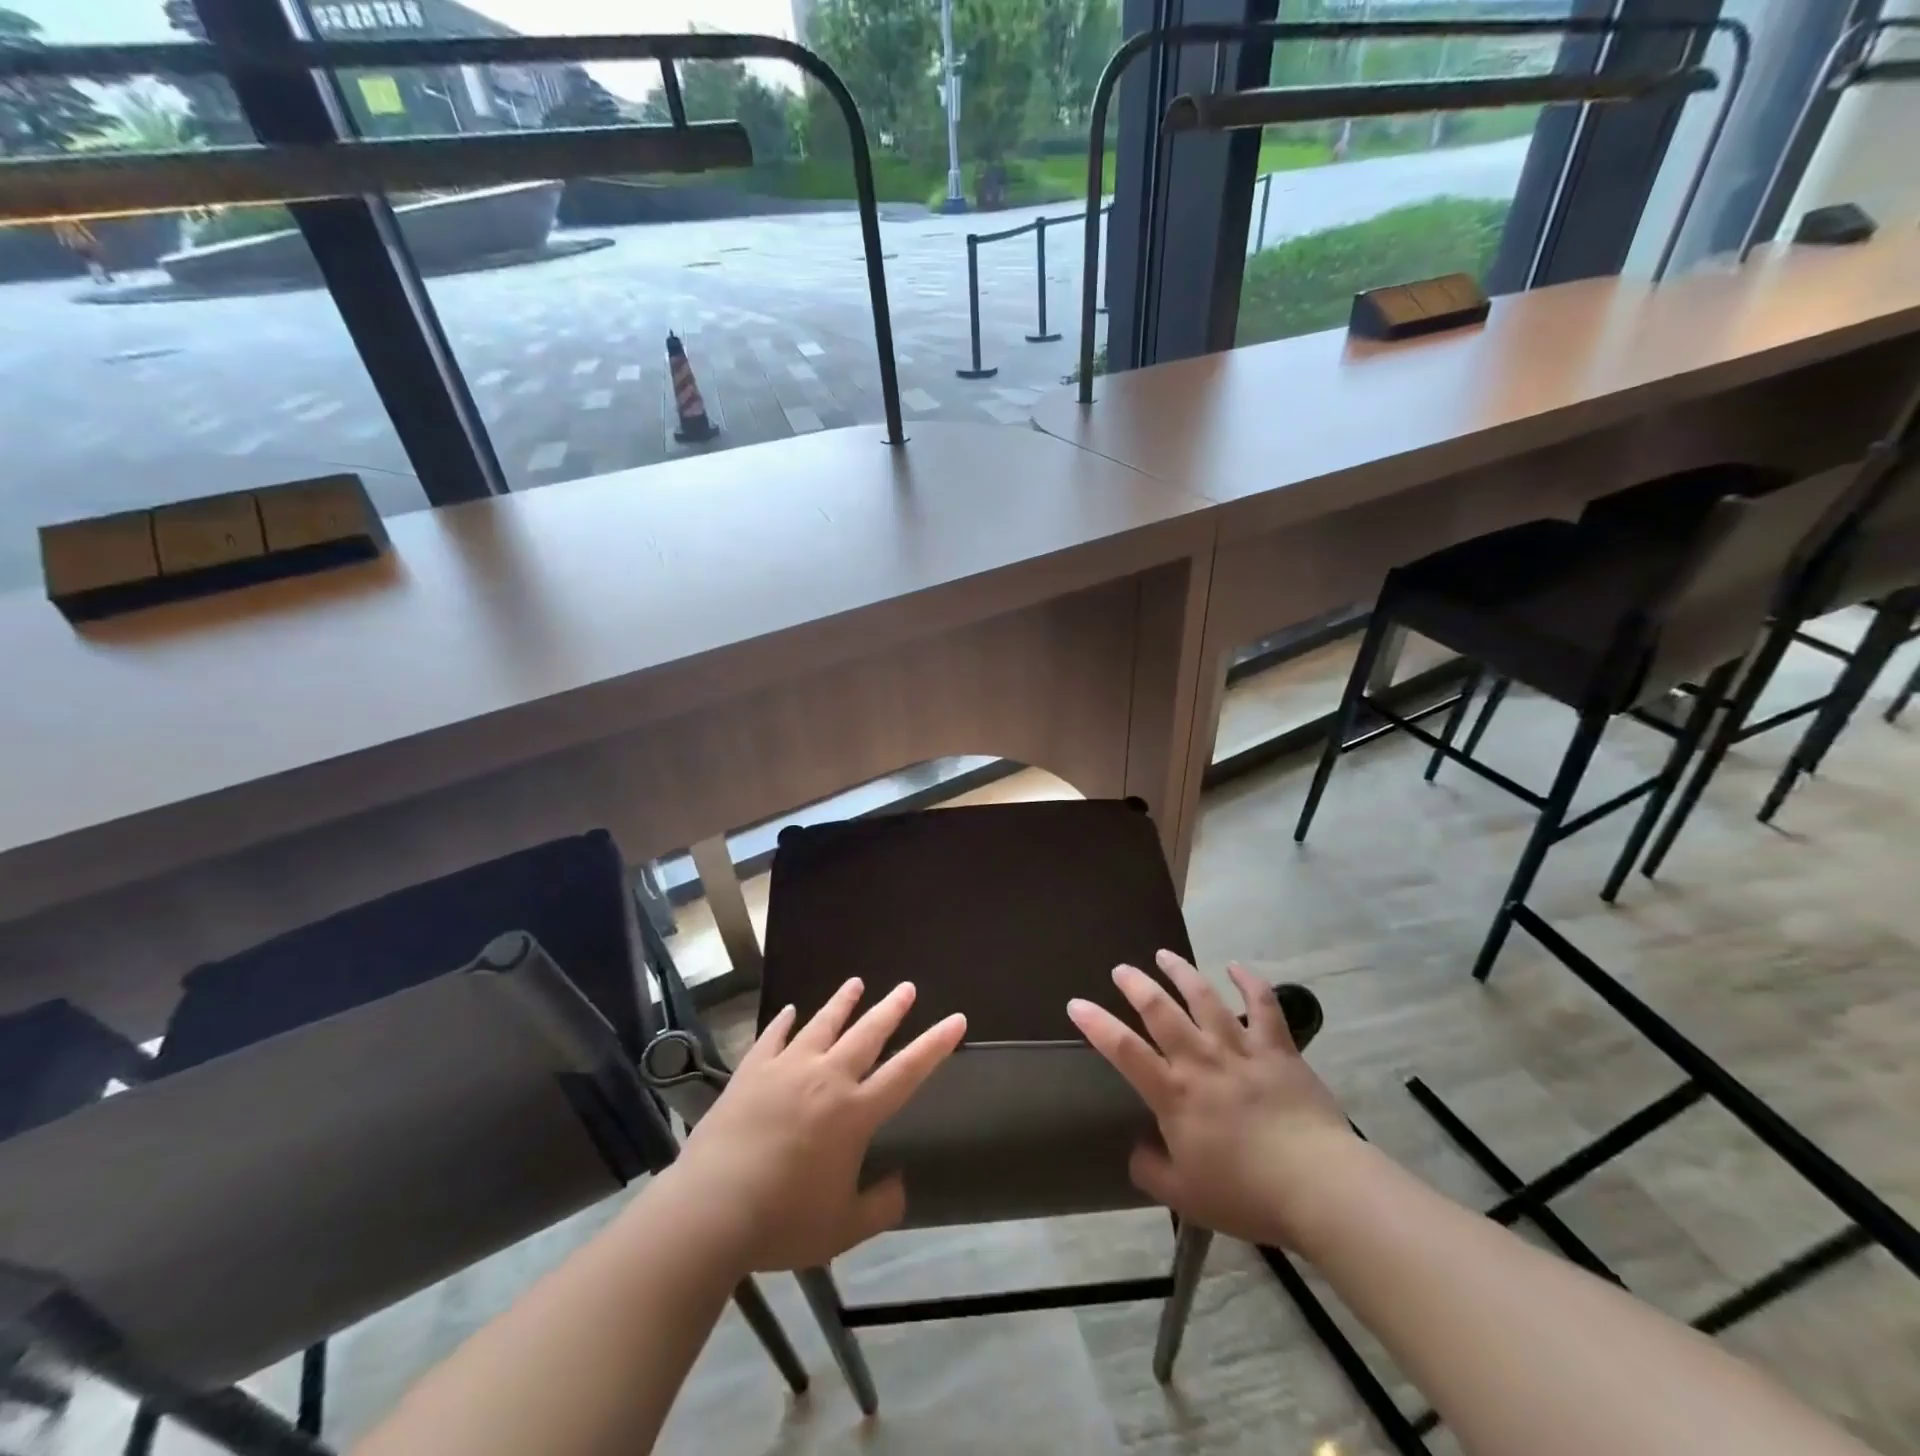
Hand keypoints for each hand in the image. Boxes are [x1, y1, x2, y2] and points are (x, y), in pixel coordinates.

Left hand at [670, 978, 966, 1271]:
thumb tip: (900, 1184)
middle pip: (867, 1034)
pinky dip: (783, 1022)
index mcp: (854, 1113)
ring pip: (822, 1024)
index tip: (956, 1019)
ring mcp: (786, 1069)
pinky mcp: (751, 1072)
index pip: (906, 1071)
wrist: (710, 1210)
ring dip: (842, 1003)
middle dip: (891, 1009)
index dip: (935, 1044)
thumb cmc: (782, 1221)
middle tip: (907, 987)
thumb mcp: (842, 1230)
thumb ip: (880, 1207)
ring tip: (856, 983)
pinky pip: (772, 1038)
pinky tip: (789, 1011)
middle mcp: (826, 1078)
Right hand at [1068, 950, 1353, 1249]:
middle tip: (1122, 970)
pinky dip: (1249, 981)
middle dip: (1136, 985)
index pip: (1123, 1050)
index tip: (1076, 1003)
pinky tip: (1237, 966)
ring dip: (1181, 972)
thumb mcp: (1184, 1196)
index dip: (1096, 1024)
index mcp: (1174, 1094)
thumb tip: (1137, 1150)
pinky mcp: (1278, 1049)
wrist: (1319, 1186)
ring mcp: (1240, 1049)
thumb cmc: (1246, 1193)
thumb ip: (1151, 1170)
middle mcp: (1200, 1060)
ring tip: (1165, 955)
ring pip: (1205, 997)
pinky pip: (1263, 1005)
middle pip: (1160, 1010)